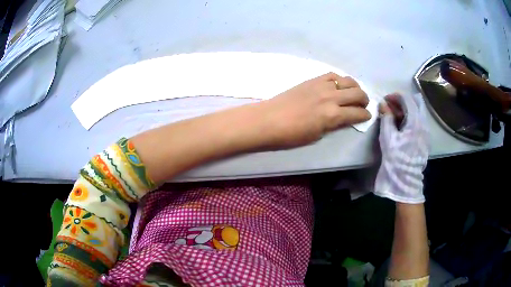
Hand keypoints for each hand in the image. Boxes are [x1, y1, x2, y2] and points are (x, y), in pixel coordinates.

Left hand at [256, 72, 370, 148]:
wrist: (268, 119)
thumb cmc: (291, 134)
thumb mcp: (317, 135)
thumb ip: (333, 125)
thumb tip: (342, 118)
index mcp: (333, 116)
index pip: (358, 113)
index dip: (365, 116)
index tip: (367, 116)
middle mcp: (331, 98)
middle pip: (358, 94)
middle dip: (365, 100)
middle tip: (363, 105)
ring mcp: (322, 86)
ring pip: (348, 81)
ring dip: (355, 87)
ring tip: (354, 93)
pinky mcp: (313, 79)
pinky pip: (332, 75)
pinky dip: (340, 79)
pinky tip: (339, 85)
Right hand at [374, 93, 428, 203]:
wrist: (405, 180)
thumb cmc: (396, 158)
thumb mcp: (388, 137)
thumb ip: (386, 117)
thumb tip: (383, 103)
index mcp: (415, 121)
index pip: (407, 99)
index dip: (395, 96)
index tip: (385, 100)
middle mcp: (423, 123)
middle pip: (415, 103)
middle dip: (402, 101)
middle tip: (391, 107)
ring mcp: (426, 131)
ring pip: (418, 112)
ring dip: (406, 110)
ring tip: (394, 117)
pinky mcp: (425, 139)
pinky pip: (419, 121)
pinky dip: (410, 118)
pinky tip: (401, 126)